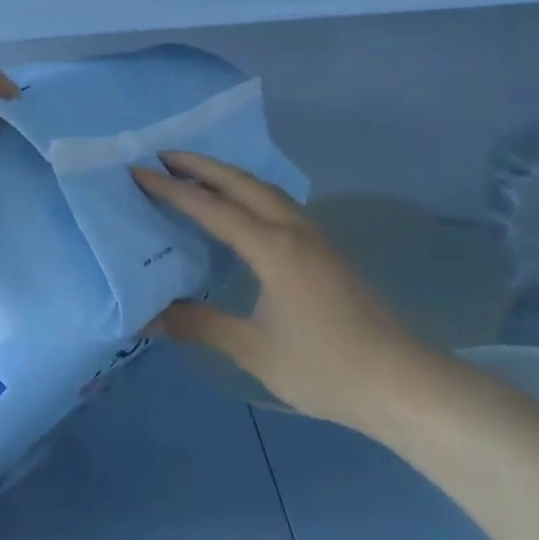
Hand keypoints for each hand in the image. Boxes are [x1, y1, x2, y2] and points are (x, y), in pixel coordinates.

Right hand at [134, 152, 413, 429]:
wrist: (400, 382)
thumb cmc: (324, 367)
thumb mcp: (254, 350)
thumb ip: (200, 326)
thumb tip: (147, 317)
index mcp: (273, 248)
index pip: (212, 208)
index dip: (172, 190)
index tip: (139, 173)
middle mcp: (293, 230)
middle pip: (242, 183)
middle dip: (201, 165)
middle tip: (163, 157)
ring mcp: (314, 237)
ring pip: (265, 190)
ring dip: (229, 176)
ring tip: (196, 175)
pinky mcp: (326, 251)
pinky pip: (279, 204)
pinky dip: (250, 193)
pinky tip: (242, 209)